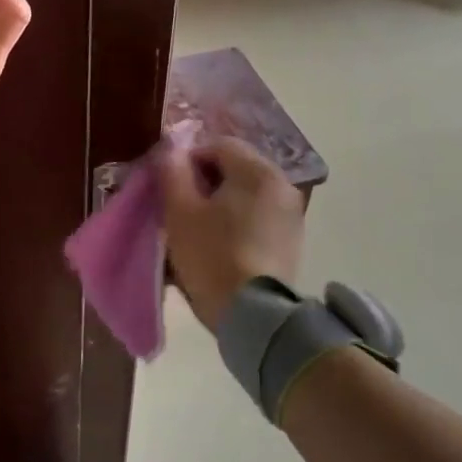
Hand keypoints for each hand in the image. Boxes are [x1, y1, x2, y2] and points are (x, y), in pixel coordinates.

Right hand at [154, 138, 305, 331]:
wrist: (253, 316)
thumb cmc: (212, 255)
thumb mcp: (180, 211)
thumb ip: (173, 172)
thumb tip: (171, 150)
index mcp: (258, 171)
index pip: (217, 145)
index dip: (188, 160)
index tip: (170, 187)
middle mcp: (283, 185)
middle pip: (235, 169)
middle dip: (205, 183)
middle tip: (180, 209)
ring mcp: (292, 215)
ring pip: (246, 196)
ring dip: (221, 204)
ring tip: (197, 231)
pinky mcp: (291, 242)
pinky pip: (258, 218)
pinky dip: (237, 224)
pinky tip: (220, 247)